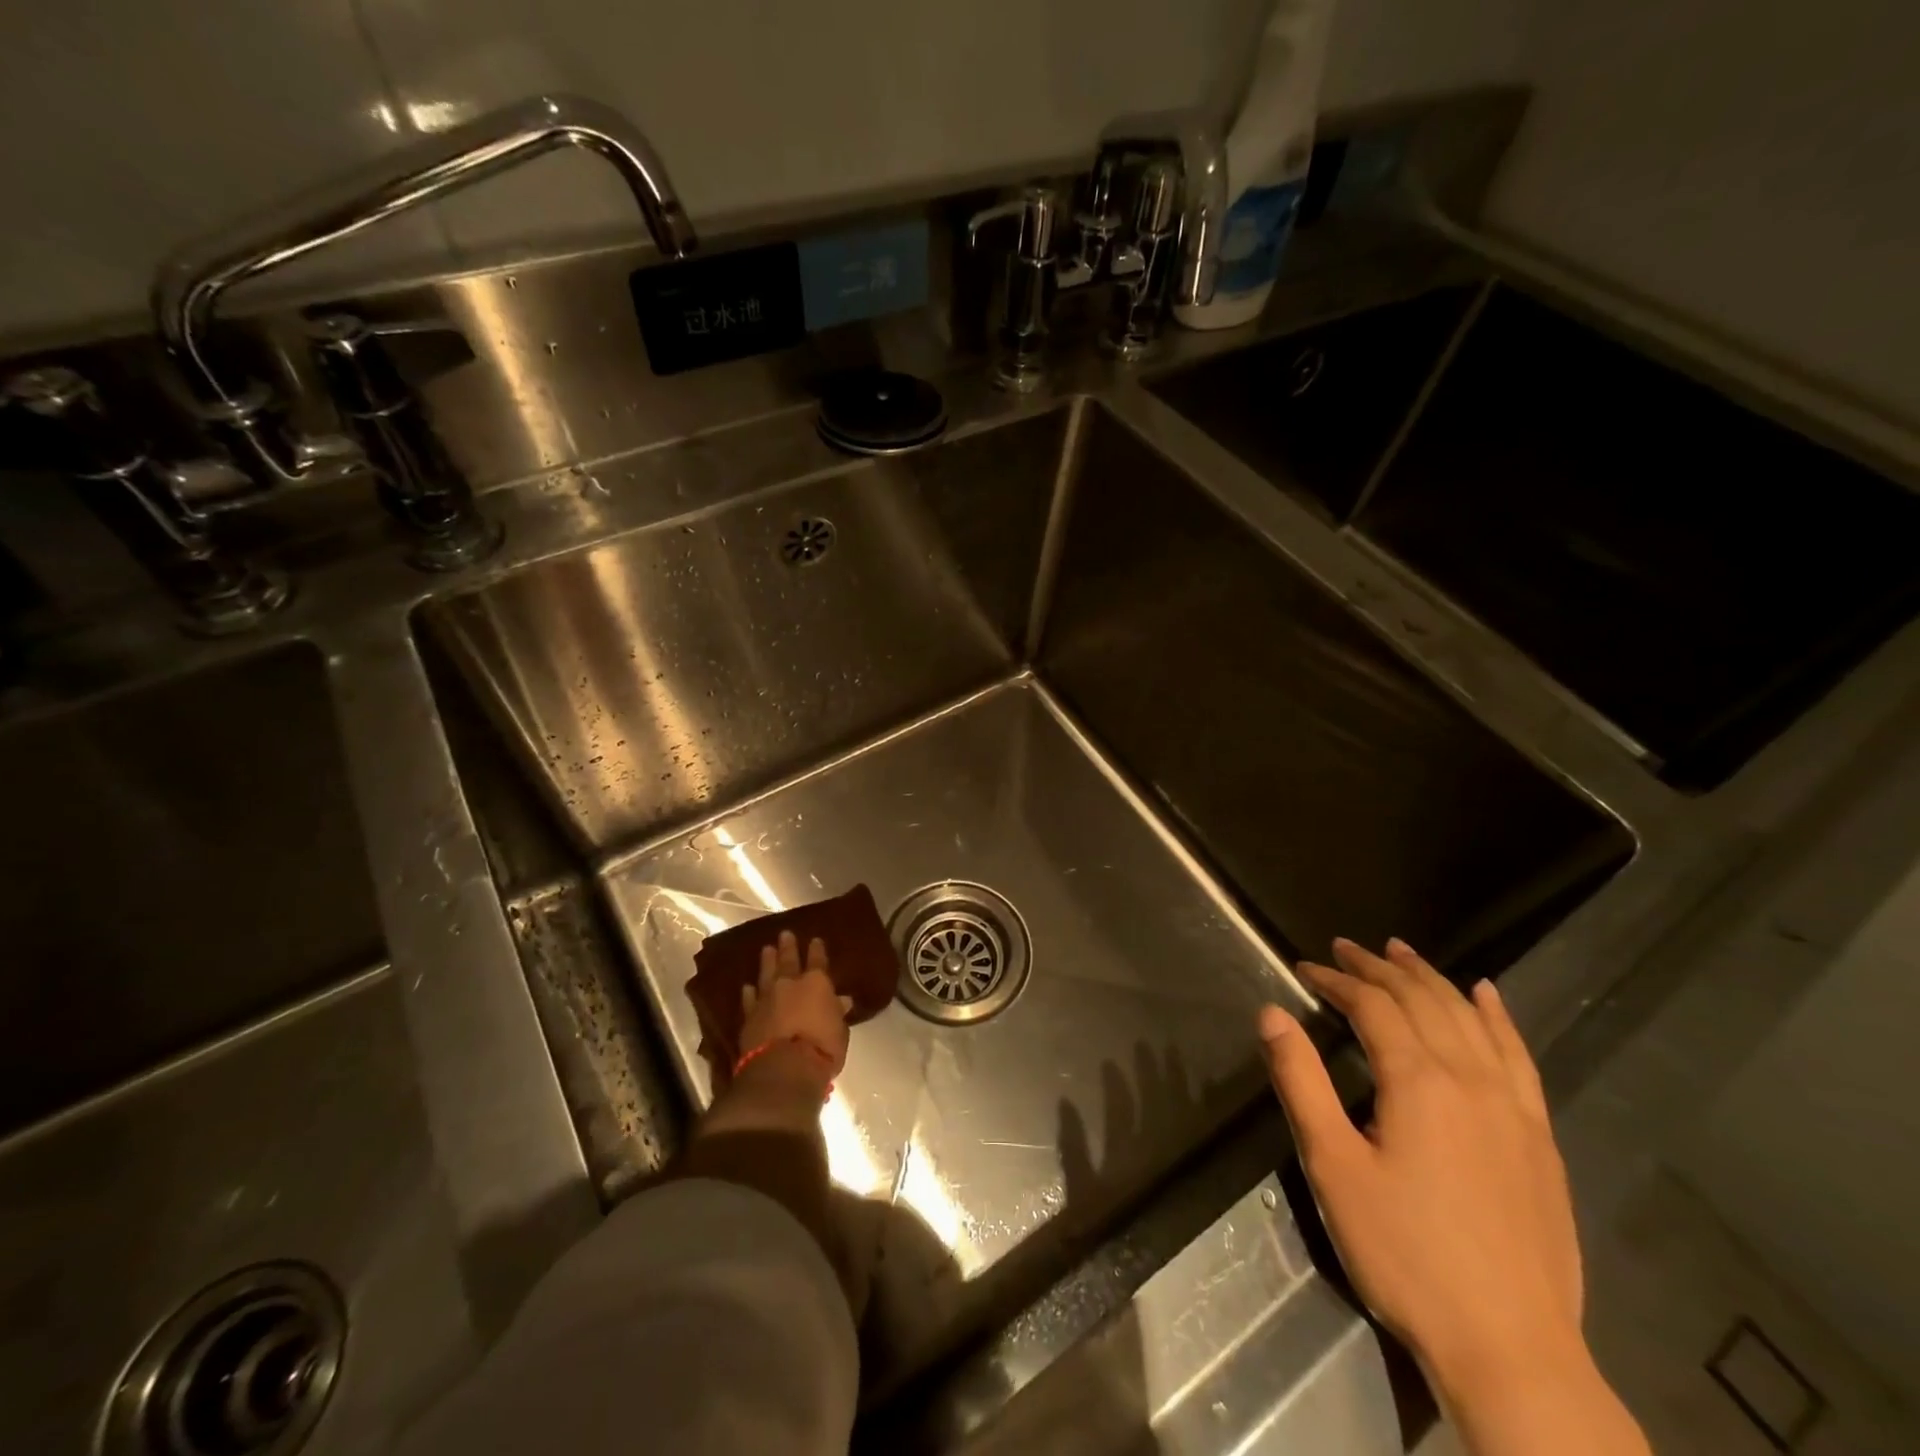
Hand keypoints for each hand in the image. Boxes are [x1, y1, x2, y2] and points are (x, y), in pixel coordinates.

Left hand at [739, 929, 852, 1080]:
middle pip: (788, 960)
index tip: (815, 940)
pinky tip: (747, 986)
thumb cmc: (822, 1048)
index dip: (817, 950)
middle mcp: (790, 984)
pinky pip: (749, 1000)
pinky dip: (749, 992)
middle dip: (788, 947)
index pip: (818, 961)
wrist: (783, 1068)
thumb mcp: (840, 1031)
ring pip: (766, 974)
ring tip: (766, 949)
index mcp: (817, 983)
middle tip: (784, 933)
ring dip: (767, 961)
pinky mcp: (749, 1017)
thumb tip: (842, 1001)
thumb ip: (837, 1013)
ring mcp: (767, 999)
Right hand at [1258, 938, 1582, 1397]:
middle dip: (1378, 968)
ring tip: (1401, 951)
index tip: (1304, 968)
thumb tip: (1271, 1014)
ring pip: (1469, 1018)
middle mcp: (1470, 1078)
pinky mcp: (1539, 1137)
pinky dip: (1497, 1017)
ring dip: (1431, 978)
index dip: (1335, 981)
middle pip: (1421, 1000)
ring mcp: (1514, 1107)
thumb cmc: (1405, 1254)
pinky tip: (1486, 996)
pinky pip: (1518, 1056)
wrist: (1511, 1349)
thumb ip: (1300, 1082)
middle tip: (1345, 948)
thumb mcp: (1332, 1167)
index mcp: (1418, 1081)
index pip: (1372, 1006)